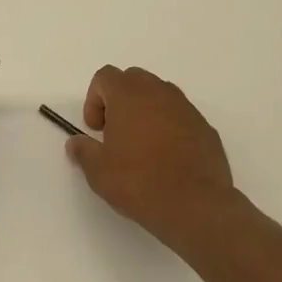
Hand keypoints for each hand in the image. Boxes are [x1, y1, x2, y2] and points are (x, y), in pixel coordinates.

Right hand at [67, 65, 240, 251]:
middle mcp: (158, 93)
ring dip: (146, 111)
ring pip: (159, 95)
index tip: (95, 129)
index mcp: (128, 95)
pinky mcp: (205, 127)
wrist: (195, 205)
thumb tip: (75, 143)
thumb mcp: (98, 171)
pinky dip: (169, 127)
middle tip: (115, 133)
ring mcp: (186, 108)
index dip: (94, 100)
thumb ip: (83, 151)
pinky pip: (180, 116)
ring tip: (142, 146)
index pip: (105, 77)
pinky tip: (167, 158)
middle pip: (133, 79)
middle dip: (120, 100)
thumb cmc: (139, 182)